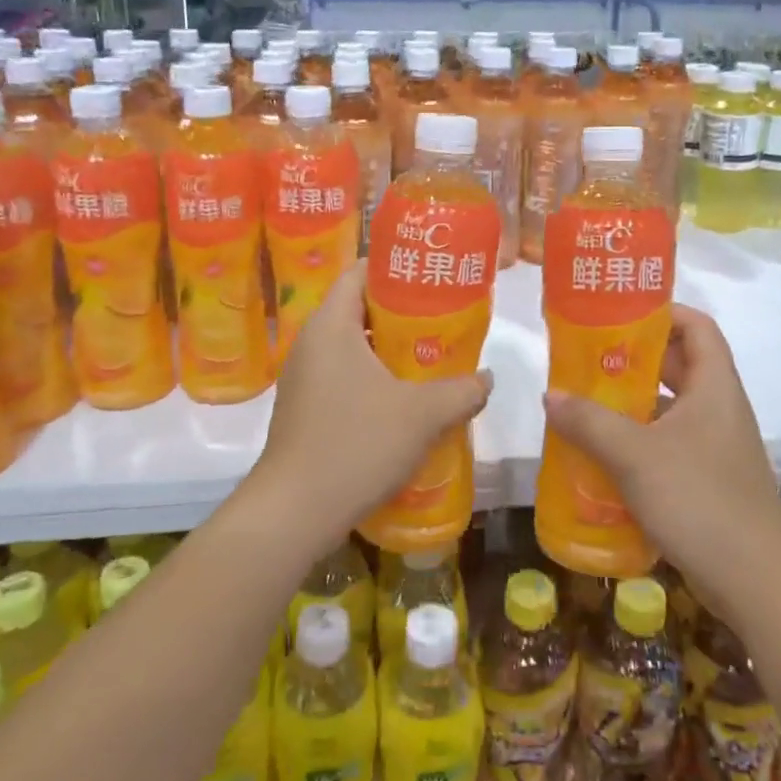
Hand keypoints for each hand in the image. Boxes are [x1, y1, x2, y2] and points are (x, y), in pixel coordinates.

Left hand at [251, 264, 492, 555]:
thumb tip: (486, 379)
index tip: (432, 279)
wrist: (294, 512)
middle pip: (359, 308)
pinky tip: (403, 402)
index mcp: (331, 325)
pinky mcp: (304, 408)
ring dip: (390, 350)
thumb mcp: (422, 415)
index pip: (360, 271)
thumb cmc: (357, 445)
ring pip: (353, 346)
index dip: (396, 268)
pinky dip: (373, 378)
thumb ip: (461, 390)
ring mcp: (304, 377)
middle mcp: (311, 342)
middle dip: (402, 313)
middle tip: (442, 322)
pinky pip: (343, 375)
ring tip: (430, 360)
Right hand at [542, 304, 780, 614]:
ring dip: (632, 406)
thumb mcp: (635, 455)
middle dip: (634, 360)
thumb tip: (550, 395)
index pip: (697, 327)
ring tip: (585, 405)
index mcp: (714, 387)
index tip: (619, 315)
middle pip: (679, 366)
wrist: (757, 582)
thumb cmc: (699, 500)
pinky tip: (603, 457)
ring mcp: (717, 449)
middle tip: (588, 360)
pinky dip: (638, 444)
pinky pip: (669, 447)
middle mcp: (719, 410)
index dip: (663, 312)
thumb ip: (589, 421)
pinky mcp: (709, 483)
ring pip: (671, 410)